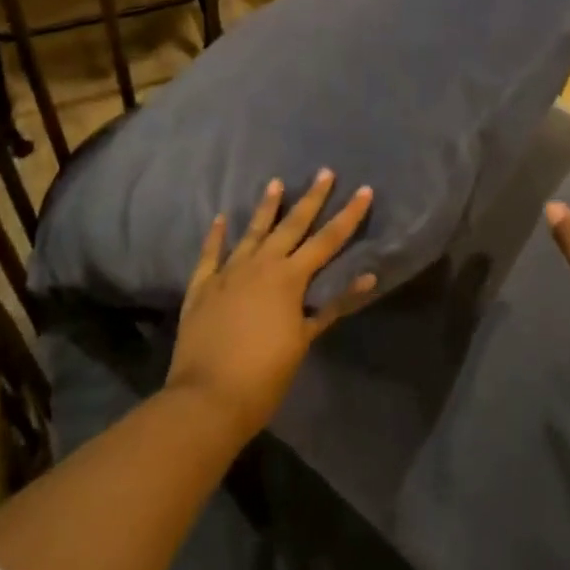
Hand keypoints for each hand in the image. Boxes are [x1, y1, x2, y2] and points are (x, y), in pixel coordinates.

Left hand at [165, 170, 377, 440]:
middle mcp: (260, 265)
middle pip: (291, 225)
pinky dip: (216, 236)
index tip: (364, 190)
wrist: (208, 397)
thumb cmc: (265, 374)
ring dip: (266, 207)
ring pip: (251, 232)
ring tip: (276, 183)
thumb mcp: (304, 340)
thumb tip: (367, 277)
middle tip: (324, 172)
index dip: (348, 216)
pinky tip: (220, 219)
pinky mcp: (202, 287)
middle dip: (311, 199)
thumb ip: (333, 306)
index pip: (327, 240)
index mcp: (289, 279)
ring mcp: (227, 273)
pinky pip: (210, 254)